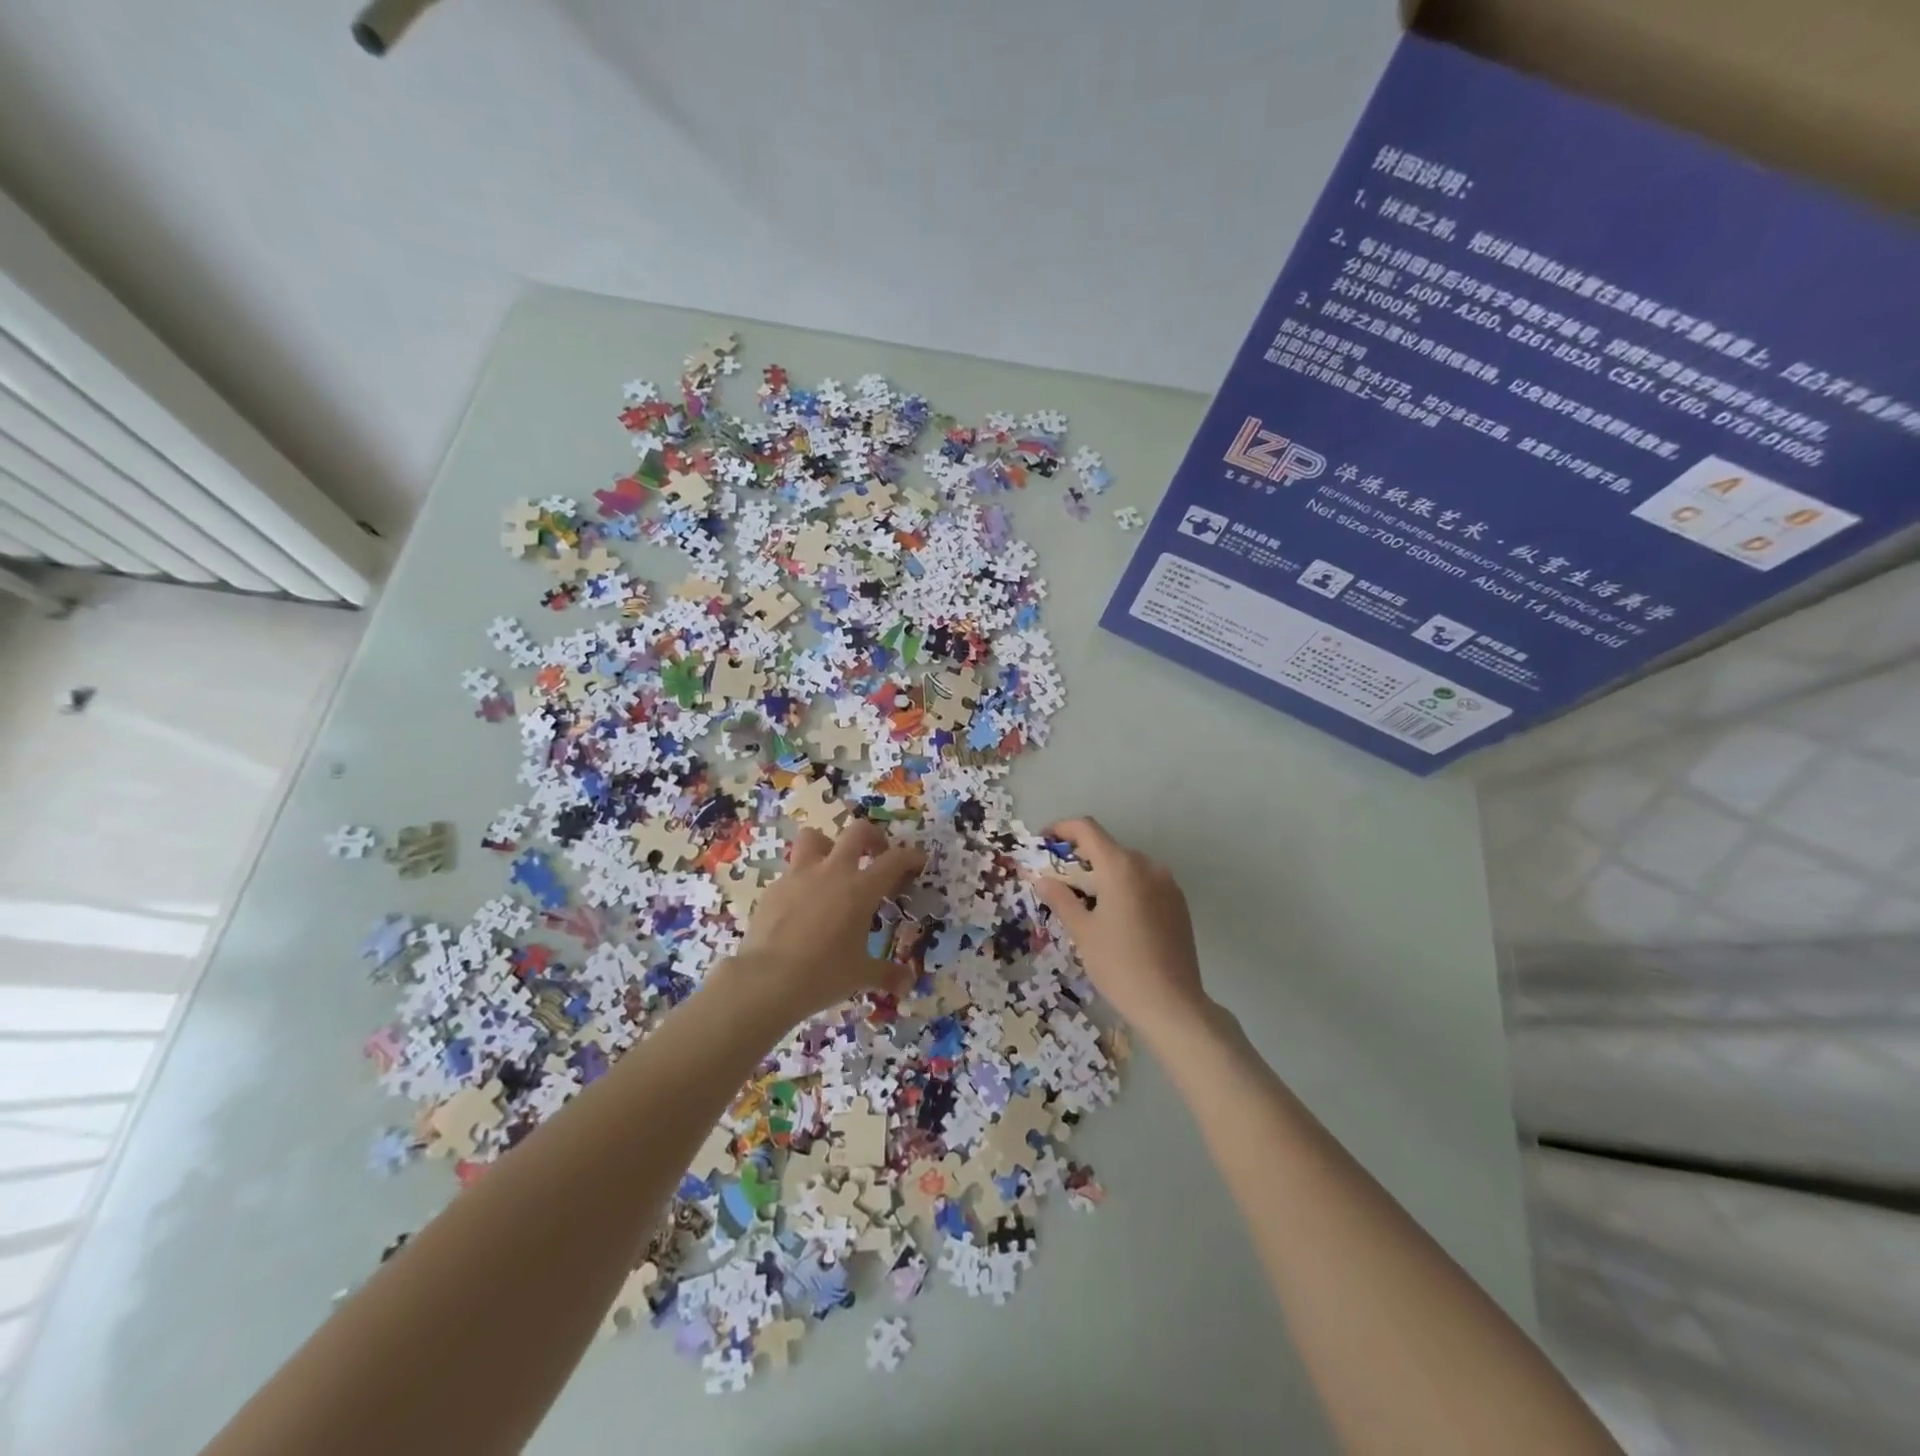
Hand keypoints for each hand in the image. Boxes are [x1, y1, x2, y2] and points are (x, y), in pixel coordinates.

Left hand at [727, 818, 925, 1023]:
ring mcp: (799, 876)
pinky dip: (801, 880)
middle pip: (857, 832)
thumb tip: (907, 984)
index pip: (895, 860)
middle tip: (877, 854)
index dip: (911, 857)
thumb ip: (887, 974)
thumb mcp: (861, 975)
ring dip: (828, 846)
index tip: (918, 861)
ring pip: (814, 838)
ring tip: (832, 867)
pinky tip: (801, 905)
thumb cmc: (824, 974)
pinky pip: (791, 872)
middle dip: (872, 837)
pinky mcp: (773, 888)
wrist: (767, 980)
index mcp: (861, 888)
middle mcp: (832, 872)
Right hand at [1029, 816, 1210, 1038]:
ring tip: (1087, 905)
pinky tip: (1117, 919)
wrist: (1172, 1004)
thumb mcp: (1082, 932)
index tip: (1043, 843)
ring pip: (1127, 866)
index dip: (1061, 829)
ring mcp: (1167, 883)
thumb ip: (1060, 898)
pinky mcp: (1179, 903)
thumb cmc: (1119, 965)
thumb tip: (1042, 879)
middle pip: (1107, 848)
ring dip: (1104, 875)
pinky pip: (1145, 883)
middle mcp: (1147, 865)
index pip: (1087, 829)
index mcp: (1121, 866)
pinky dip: (1125, 888)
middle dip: (1080, 858)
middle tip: (1060, 883)